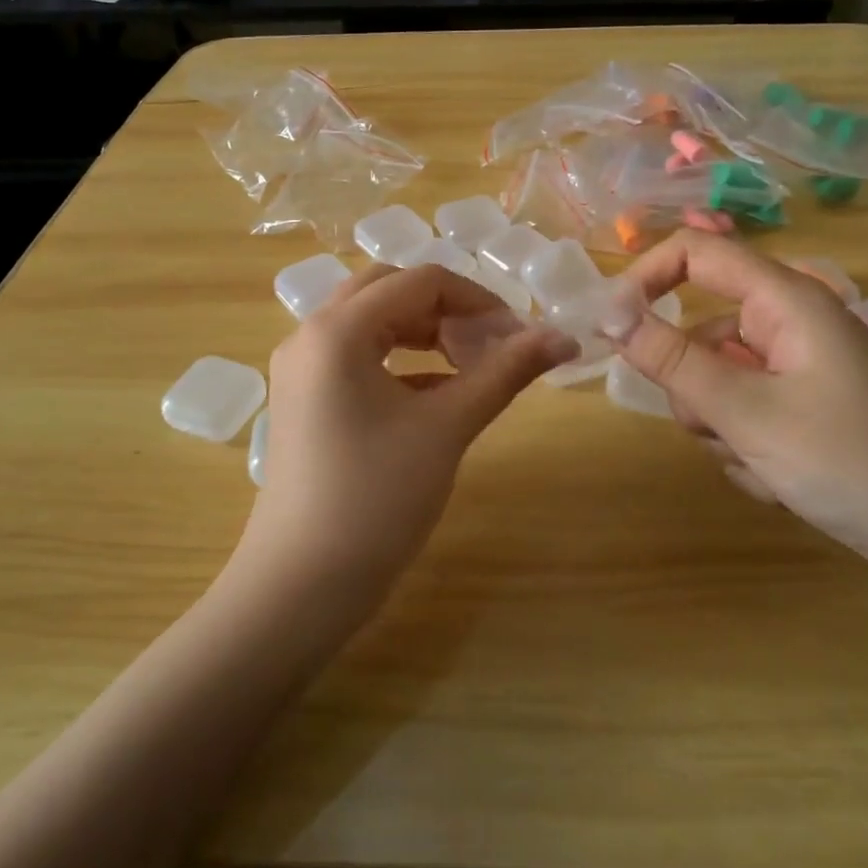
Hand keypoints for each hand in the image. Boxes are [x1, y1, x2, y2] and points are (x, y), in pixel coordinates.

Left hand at [237, 263, 577, 606]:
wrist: (302, 585)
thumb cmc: (377, 499)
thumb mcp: (447, 428)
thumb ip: (505, 373)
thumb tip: (565, 337)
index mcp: (339, 329)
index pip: (420, 282)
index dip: (478, 299)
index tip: (520, 334)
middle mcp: (310, 334)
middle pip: (389, 289)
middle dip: (446, 308)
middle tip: (490, 343)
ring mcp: (301, 368)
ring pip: (370, 320)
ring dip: (422, 330)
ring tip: (469, 364)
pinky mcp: (304, 398)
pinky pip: (356, 355)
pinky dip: (399, 360)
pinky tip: (436, 393)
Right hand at [611, 231, 867, 588]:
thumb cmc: (854, 463)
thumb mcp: (748, 413)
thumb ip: (672, 361)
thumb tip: (608, 314)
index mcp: (786, 302)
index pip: (697, 253)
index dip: (646, 278)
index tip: (612, 329)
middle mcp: (790, 325)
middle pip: (701, 331)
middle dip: (693, 386)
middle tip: (720, 427)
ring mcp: (799, 369)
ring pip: (717, 381)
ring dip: (721, 426)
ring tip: (763, 464)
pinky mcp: (805, 408)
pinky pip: (744, 413)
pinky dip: (746, 446)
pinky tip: (781, 482)